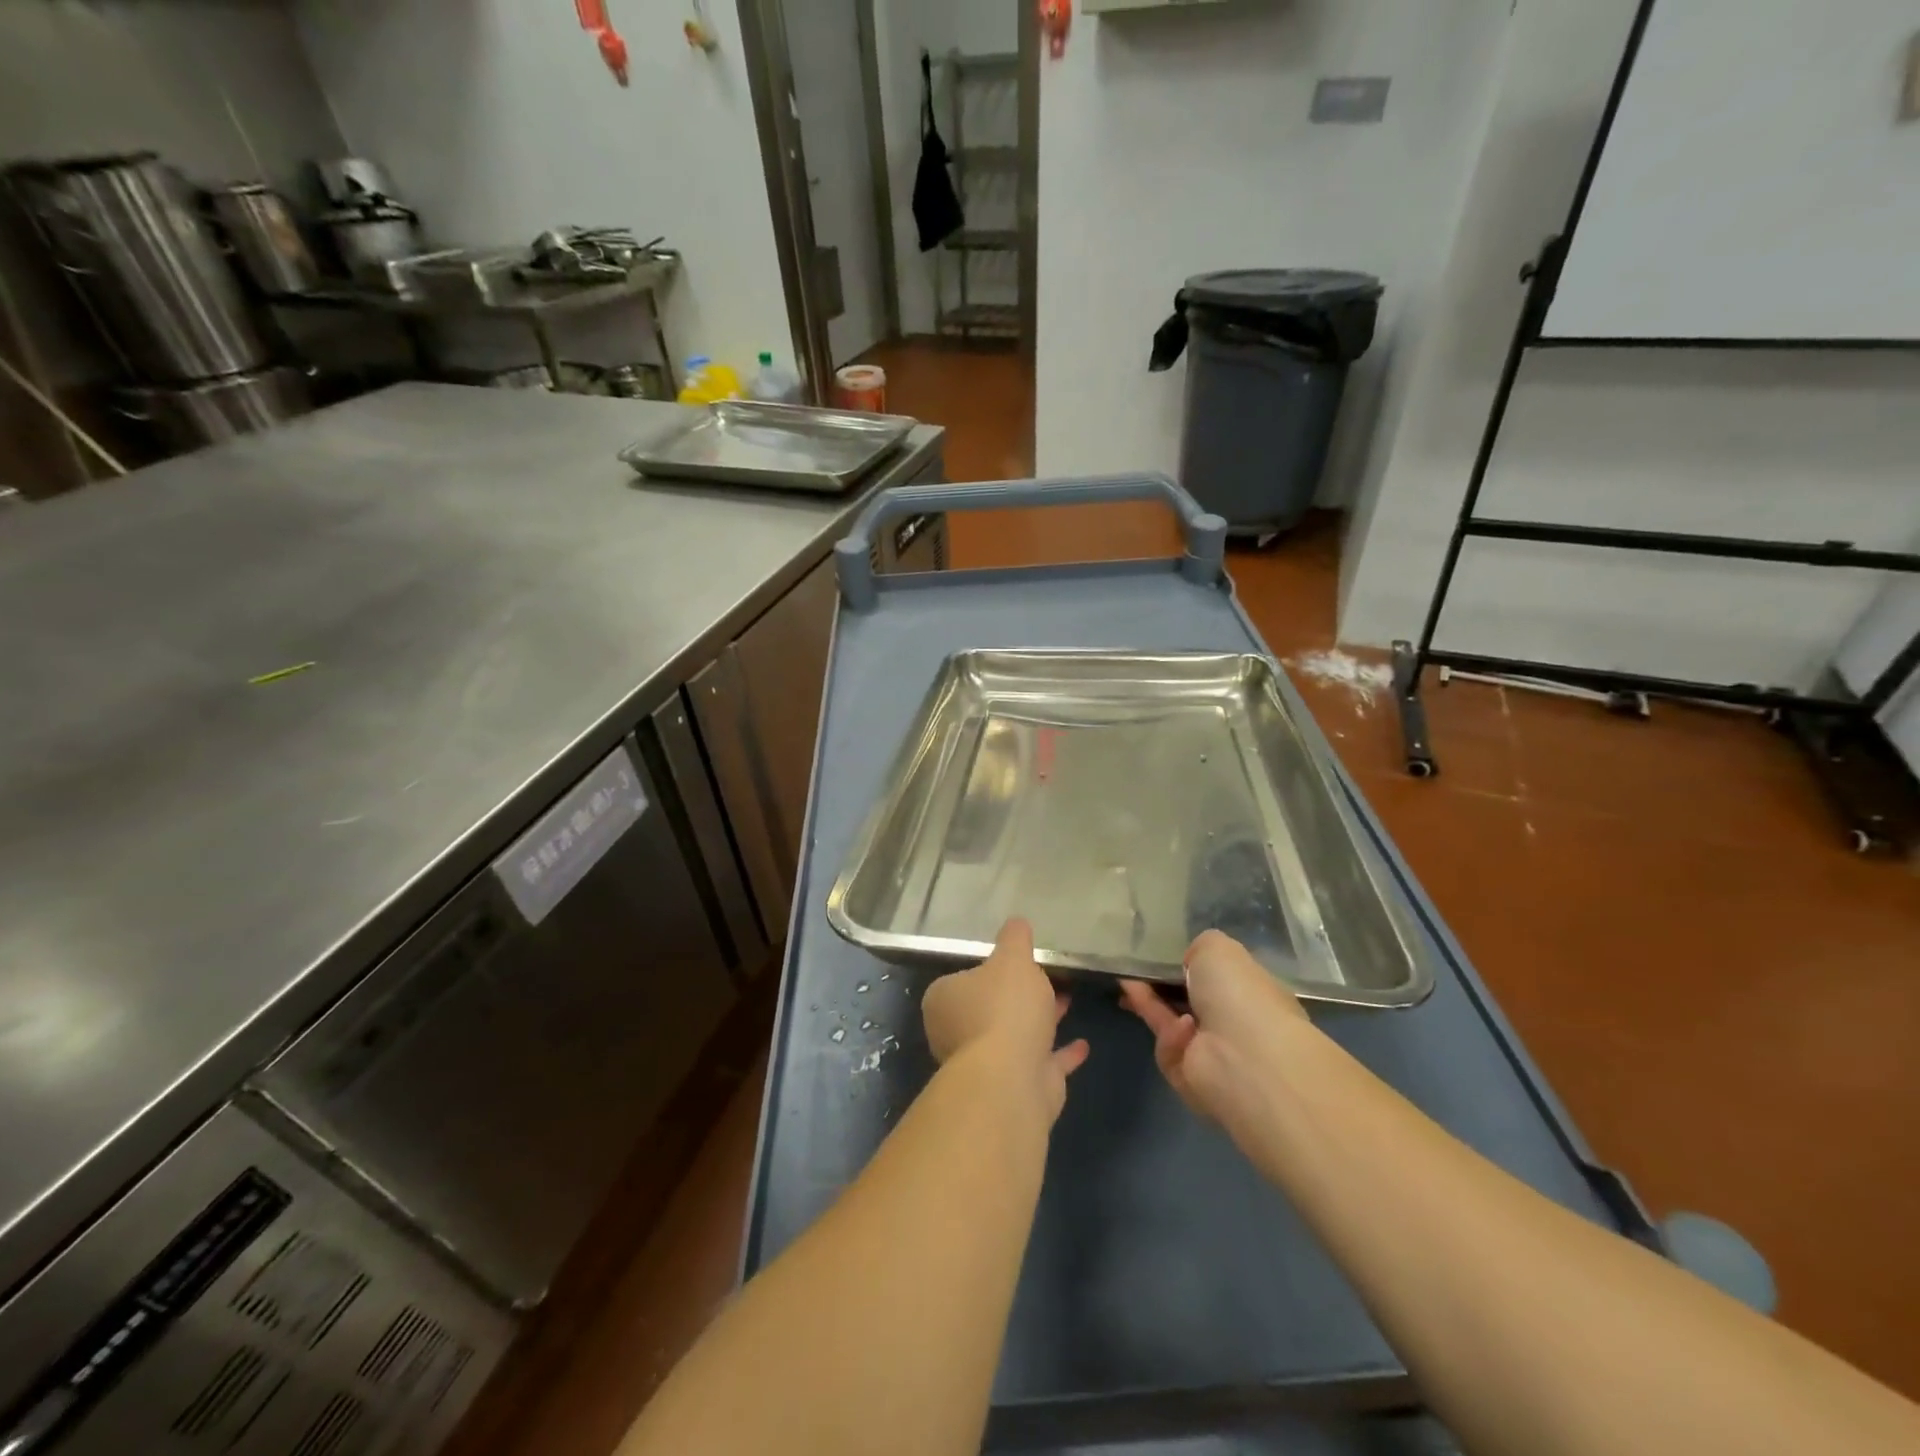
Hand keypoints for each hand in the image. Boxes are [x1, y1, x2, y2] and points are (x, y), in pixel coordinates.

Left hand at [922, 918, 1089, 1121]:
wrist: (1013, 1078)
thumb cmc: (1004, 1008)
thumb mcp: (1012, 958)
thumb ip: (1014, 938)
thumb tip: (1017, 922)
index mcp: (945, 1000)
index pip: (964, 979)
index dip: (989, 970)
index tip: (1015, 963)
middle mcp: (957, 1034)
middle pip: (989, 1009)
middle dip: (1018, 996)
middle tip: (1046, 978)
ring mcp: (985, 1065)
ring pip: (1015, 1036)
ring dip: (1040, 1021)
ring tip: (1068, 1000)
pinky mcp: (1014, 1088)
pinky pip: (1039, 1063)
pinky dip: (1059, 1054)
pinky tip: (1081, 1044)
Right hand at [1120, 930, 1308, 1134]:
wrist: (1246, 1059)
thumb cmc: (1238, 994)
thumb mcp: (1217, 947)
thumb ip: (1199, 947)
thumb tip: (1189, 962)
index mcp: (1249, 990)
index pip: (1214, 975)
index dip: (1185, 965)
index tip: (1157, 956)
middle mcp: (1234, 1021)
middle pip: (1186, 999)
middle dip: (1157, 985)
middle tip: (1131, 971)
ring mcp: (1214, 1052)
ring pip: (1171, 1022)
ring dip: (1150, 1003)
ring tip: (1129, 983)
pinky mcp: (1192, 1077)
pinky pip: (1170, 1048)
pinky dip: (1172, 1036)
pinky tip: (1182, 1029)